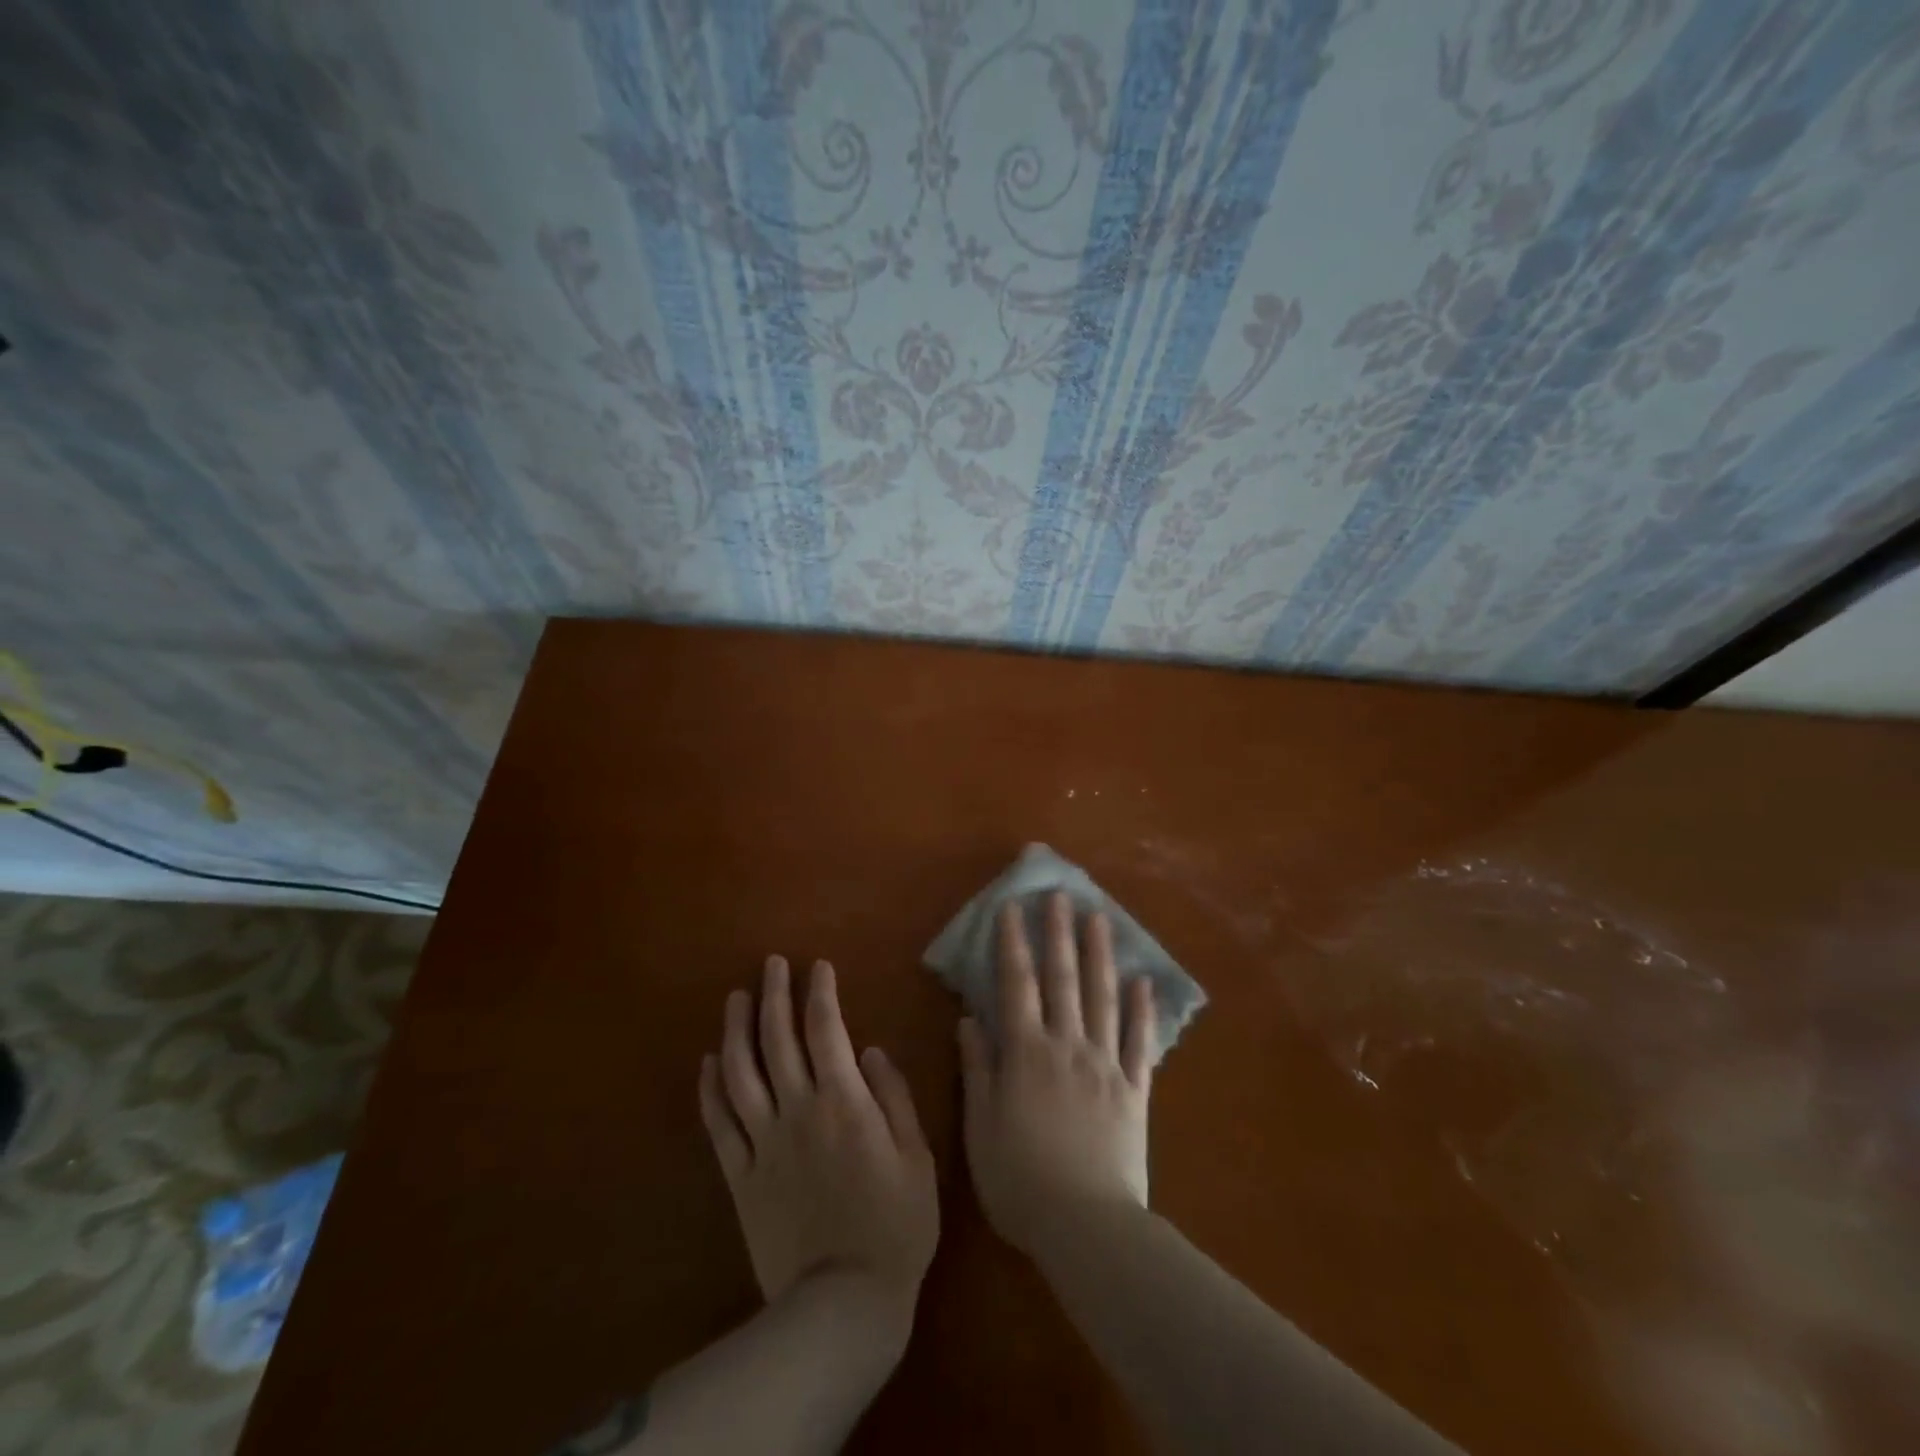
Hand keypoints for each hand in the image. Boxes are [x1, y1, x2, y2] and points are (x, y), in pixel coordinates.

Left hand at [699, 956, 938, 1346]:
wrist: (842, 1302)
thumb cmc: (895, 1226)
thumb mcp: (918, 1157)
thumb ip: (895, 1098)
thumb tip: (871, 1051)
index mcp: (844, 1102)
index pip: (826, 1030)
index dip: (820, 993)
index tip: (817, 966)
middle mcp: (798, 1111)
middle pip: (778, 1040)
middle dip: (774, 995)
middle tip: (771, 964)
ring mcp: (763, 1142)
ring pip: (741, 1073)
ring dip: (736, 1030)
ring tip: (735, 998)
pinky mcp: (740, 1176)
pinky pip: (719, 1124)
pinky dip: (711, 1089)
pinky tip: (709, 1062)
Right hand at [957, 892, 1154, 1257]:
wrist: (1088, 1226)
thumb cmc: (1021, 1181)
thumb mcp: (981, 1128)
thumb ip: (978, 1069)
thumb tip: (969, 1019)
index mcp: (1027, 1053)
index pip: (1017, 985)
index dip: (1013, 943)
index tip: (1012, 907)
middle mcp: (1068, 1045)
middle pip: (1064, 979)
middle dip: (1059, 933)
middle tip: (1060, 894)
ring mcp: (1106, 1064)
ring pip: (1104, 998)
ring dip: (1100, 955)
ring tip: (1100, 919)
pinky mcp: (1136, 1089)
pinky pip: (1140, 1042)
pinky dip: (1142, 1010)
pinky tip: (1143, 982)